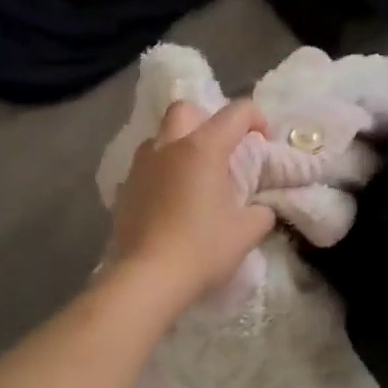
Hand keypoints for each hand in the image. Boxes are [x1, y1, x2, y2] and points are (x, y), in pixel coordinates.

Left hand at [107, 99, 275, 311]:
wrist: (147, 278)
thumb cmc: (202, 249)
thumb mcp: (247, 232)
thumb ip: (260, 212)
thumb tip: (260, 209)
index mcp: (202, 148)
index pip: (235, 113)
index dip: (256, 119)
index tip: (263, 141)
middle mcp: (168, 147)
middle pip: (186, 110)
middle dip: (207, 119)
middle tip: (221, 149)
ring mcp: (141, 166)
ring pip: (160, 137)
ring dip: (179, 145)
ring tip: (193, 176)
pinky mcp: (124, 189)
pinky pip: (145, 167)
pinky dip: (161, 173)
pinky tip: (170, 201)